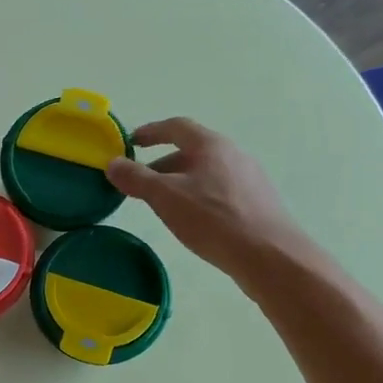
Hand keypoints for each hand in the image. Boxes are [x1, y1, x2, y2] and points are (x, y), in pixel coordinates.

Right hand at [105, 118, 311, 284]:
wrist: (270, 255)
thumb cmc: (213, 219)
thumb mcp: (166, 197)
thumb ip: (137, 178)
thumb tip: (113, 163)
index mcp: (211, 145)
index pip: (176, 127)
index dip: (151, 132)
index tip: (131, 142)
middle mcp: (233, 154)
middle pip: (192, 151)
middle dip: (162, 164)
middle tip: (141, 184)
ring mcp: (250, 178)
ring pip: (206, 172)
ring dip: (181, 182)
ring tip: (164, 206)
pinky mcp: (258, 203)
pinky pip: (221, 191)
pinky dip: (199, 197)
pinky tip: (194, 221)